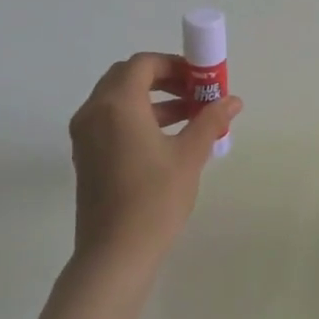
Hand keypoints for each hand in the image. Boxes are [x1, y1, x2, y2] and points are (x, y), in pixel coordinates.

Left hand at [67, 52, 241, 280]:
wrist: (115, 254)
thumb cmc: (155, 199)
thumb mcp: (190, 155)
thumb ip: (210, 121)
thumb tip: (233, 100)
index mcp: (117, 104)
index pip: (144, 64)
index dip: (174, 64)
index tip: (201, 78)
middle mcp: (94, 112)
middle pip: (127, 77)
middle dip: (163, 79)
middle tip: (195, 92)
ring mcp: (85, 135)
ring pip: (118, 100)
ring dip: (153, 99)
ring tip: (190, 115)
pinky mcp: (86, 156)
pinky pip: (111, 120)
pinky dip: (138, 117)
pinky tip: (167, 138)